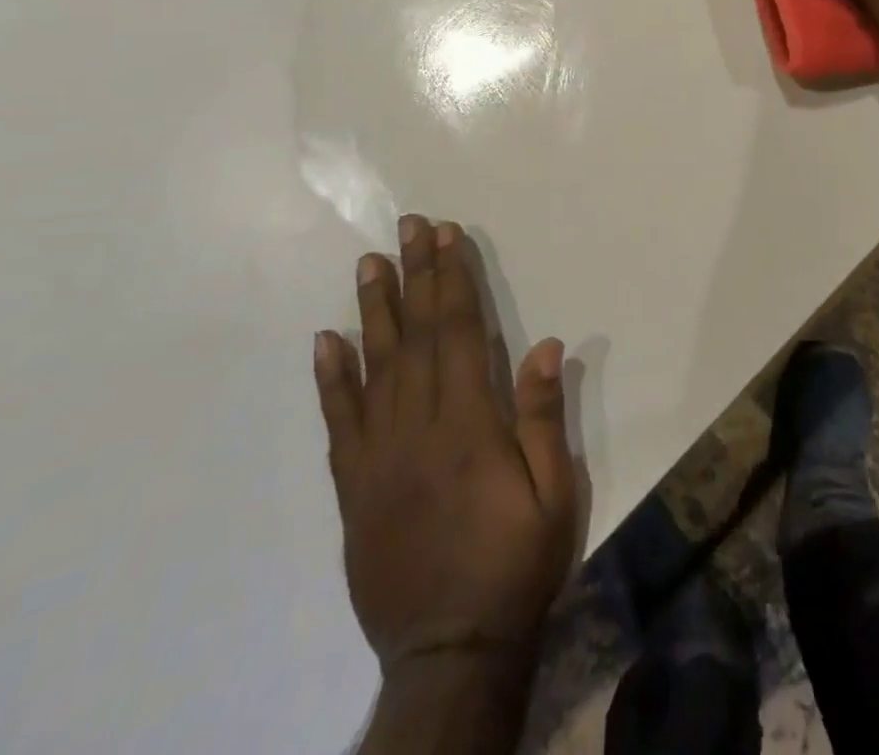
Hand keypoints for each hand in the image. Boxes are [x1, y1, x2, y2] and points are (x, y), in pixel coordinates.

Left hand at [314, 216, 576, 677]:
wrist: (450, 652)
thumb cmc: (515, 563)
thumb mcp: (553, 493)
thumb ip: (541, 416)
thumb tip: (543, 343)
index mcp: (468, 423)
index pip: (458, 331)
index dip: (452, 279)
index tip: (447, 235)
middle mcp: (417, 426)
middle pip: (415, 335)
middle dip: (415, 274)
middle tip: (407, 226)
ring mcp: (378, 455)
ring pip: (373, 366)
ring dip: (372, 310)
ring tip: (368, 263)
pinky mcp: (354, 487)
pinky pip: (338, 423)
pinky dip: (330, 380)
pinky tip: (325, 343)